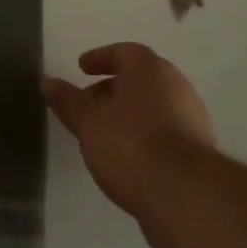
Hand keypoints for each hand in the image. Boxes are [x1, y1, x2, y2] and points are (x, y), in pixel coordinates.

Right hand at [42, 43, 214, 218]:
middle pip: (140, 78)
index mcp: (150, 69)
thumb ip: (67, 100)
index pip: (124, 52)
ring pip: (154, 105)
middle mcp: (176, 85)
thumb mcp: (88, 122)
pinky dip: (144, 133)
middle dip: (112, 88)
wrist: (185, 195)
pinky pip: (165, 129)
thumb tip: (47, 80)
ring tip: (104, 133)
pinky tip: (128, 156)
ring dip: (129, 113)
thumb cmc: (130, 144)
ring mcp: (192, 117)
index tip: (81, 68)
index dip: (100, 58)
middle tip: (89, 103)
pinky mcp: (199, 149)